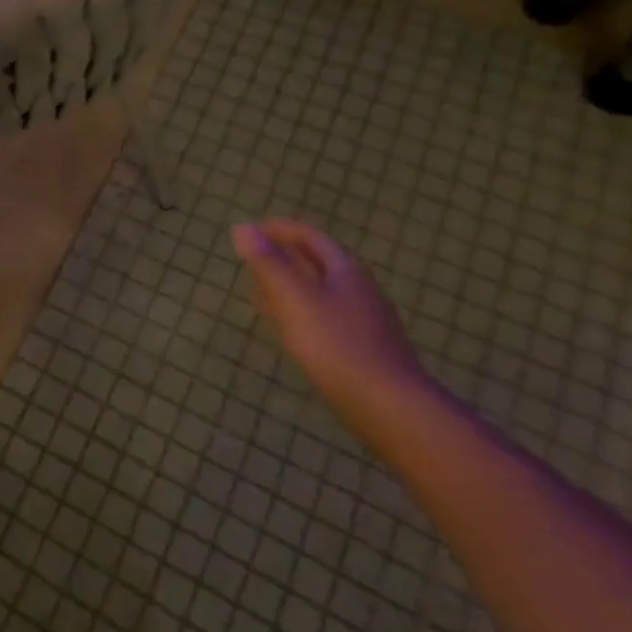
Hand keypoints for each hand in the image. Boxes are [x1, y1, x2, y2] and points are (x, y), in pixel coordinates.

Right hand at [232, 219, 430, 409]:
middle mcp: (359, 288)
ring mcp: (365, 319)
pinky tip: (291, 329)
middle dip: (286, 256)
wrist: (388, 404)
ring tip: (263, 292)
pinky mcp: (364, 347)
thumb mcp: (294, 297)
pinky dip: (301, 311)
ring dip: (292, 285)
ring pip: (323, 290)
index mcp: (345, 269)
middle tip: (253, 260)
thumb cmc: (335, 343)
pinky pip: (326, 316)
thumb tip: (243, 227)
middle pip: (319, 262)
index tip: (251, 231)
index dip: (280, 230)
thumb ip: (267, 262)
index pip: (310, 236)